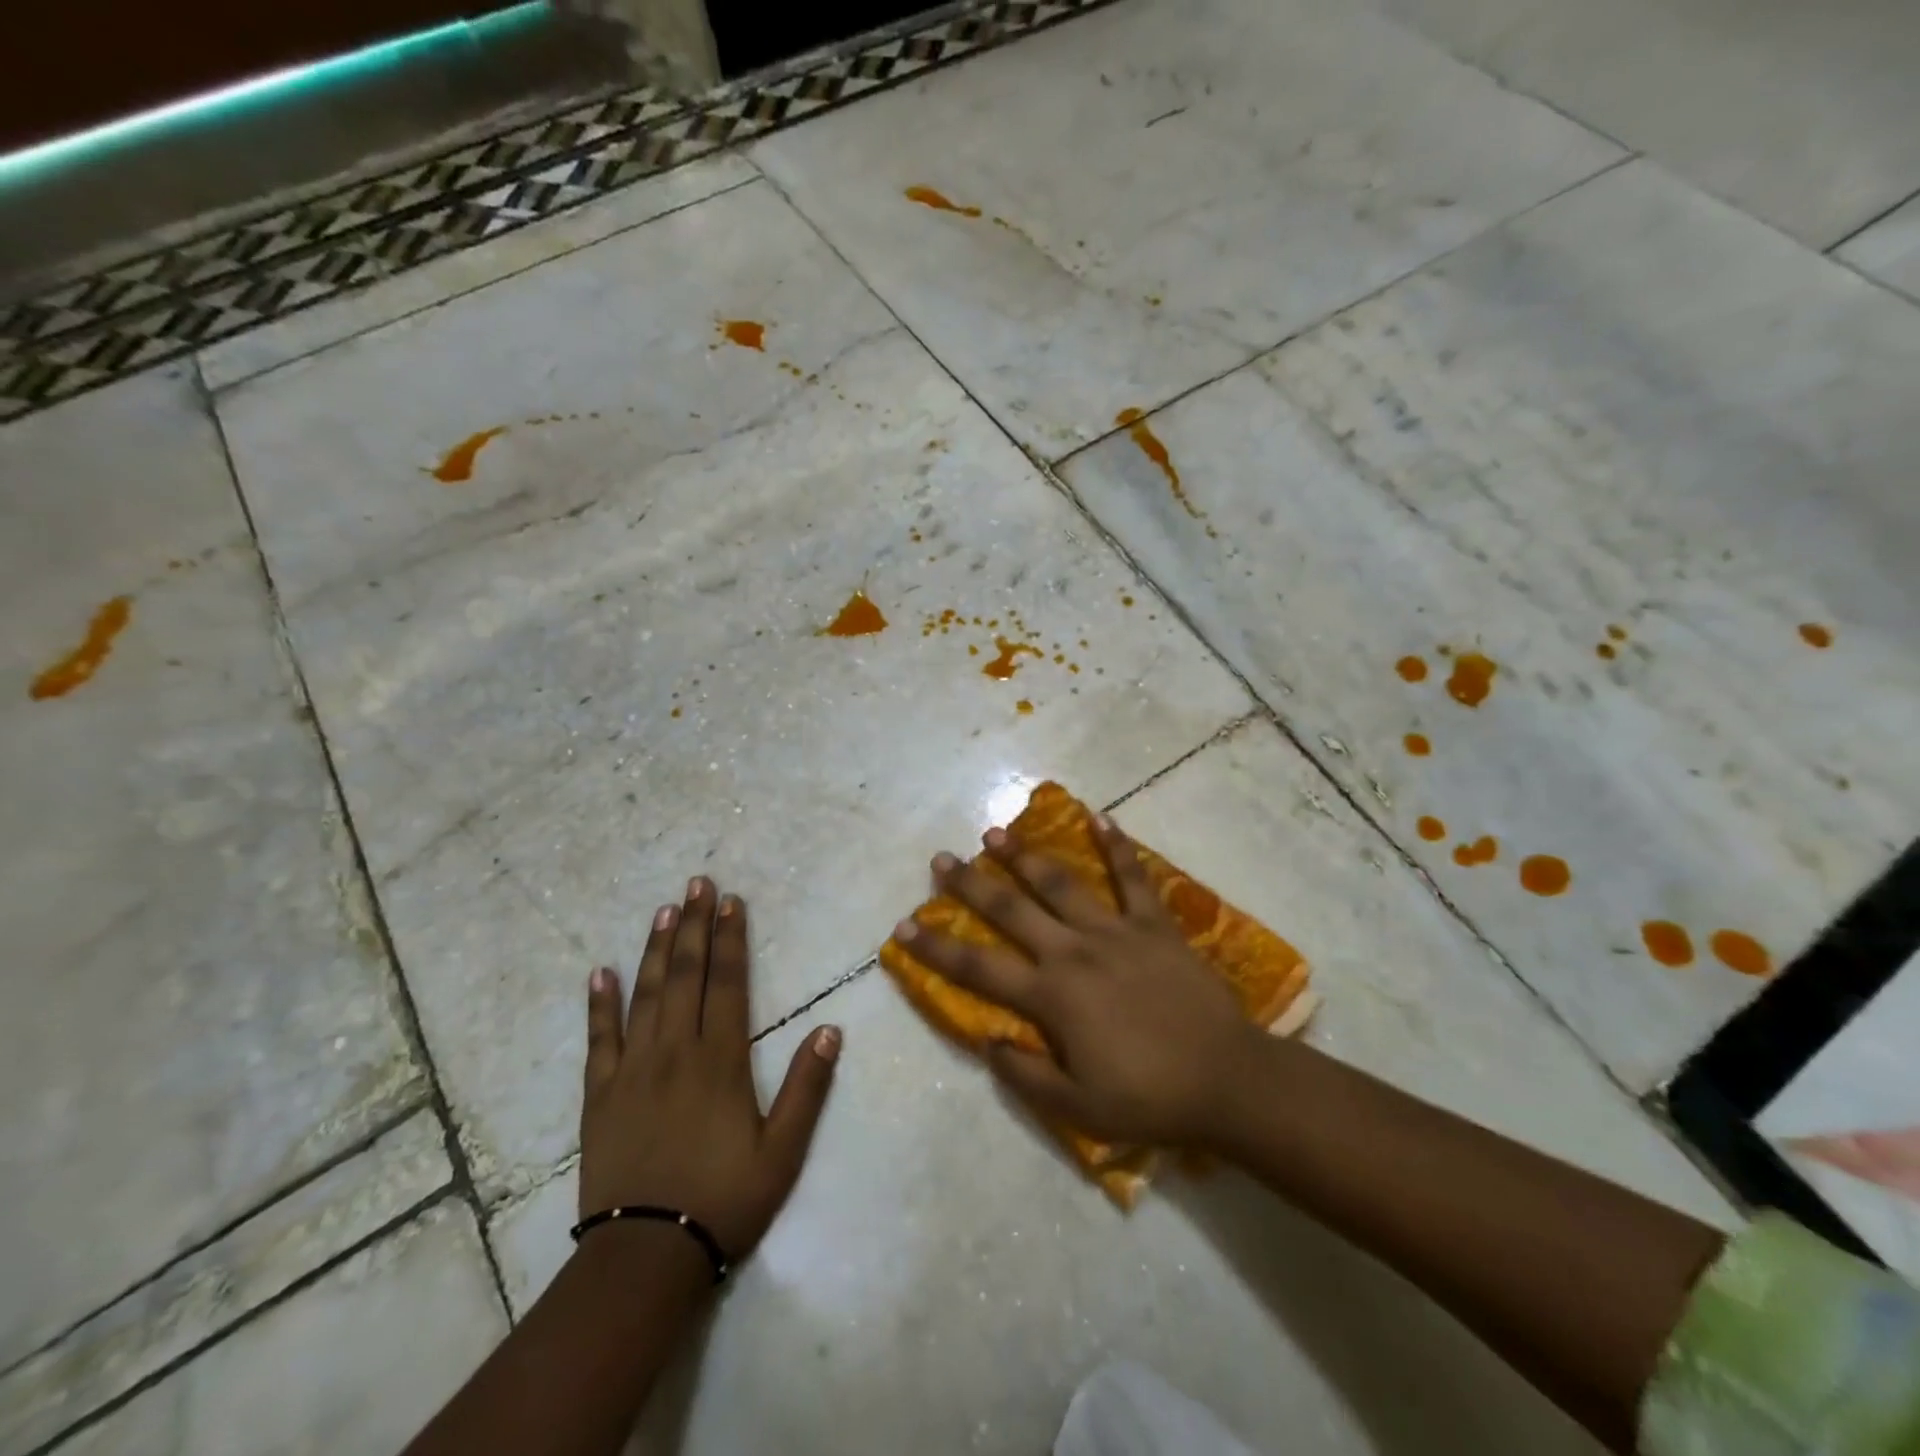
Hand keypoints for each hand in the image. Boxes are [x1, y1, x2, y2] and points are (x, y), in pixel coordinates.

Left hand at [580, 878, 839, 1261]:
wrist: (645, 1258)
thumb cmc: (723, 1201)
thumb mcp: (783, 1151)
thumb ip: (806, 1087)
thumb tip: (831, 1029)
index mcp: (720, 1060)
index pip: (728, 983)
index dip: (731, 939)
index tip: (730, 901)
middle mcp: (675, 1051)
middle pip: (686, 975)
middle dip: (694, 926)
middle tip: (696, 884)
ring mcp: (633, 1070)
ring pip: (645, 995)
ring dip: (656, 949)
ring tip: (663, 911)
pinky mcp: (600, 1095)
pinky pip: (599, 1039)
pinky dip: (600, 1003)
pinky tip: (600, 972)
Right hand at [893, 815, 1258, 1149]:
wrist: (1228, 1080)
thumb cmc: (1151, 1098)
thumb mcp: (1079, 1109)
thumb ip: (1026, 1074)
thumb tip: (987, 1040)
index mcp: (1052, 996)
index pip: (978, 967)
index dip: (936, 948)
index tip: (904, 925)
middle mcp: (1074, 951)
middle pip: (1012, 909)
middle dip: (971, 884)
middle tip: (942, 859)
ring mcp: (1116, 931)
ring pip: (1061, 882)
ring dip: (1025, 856)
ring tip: (997, 832)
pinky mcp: (1154, 925)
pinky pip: (1132, 877)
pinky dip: (1116, 845)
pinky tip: (1100, 816)